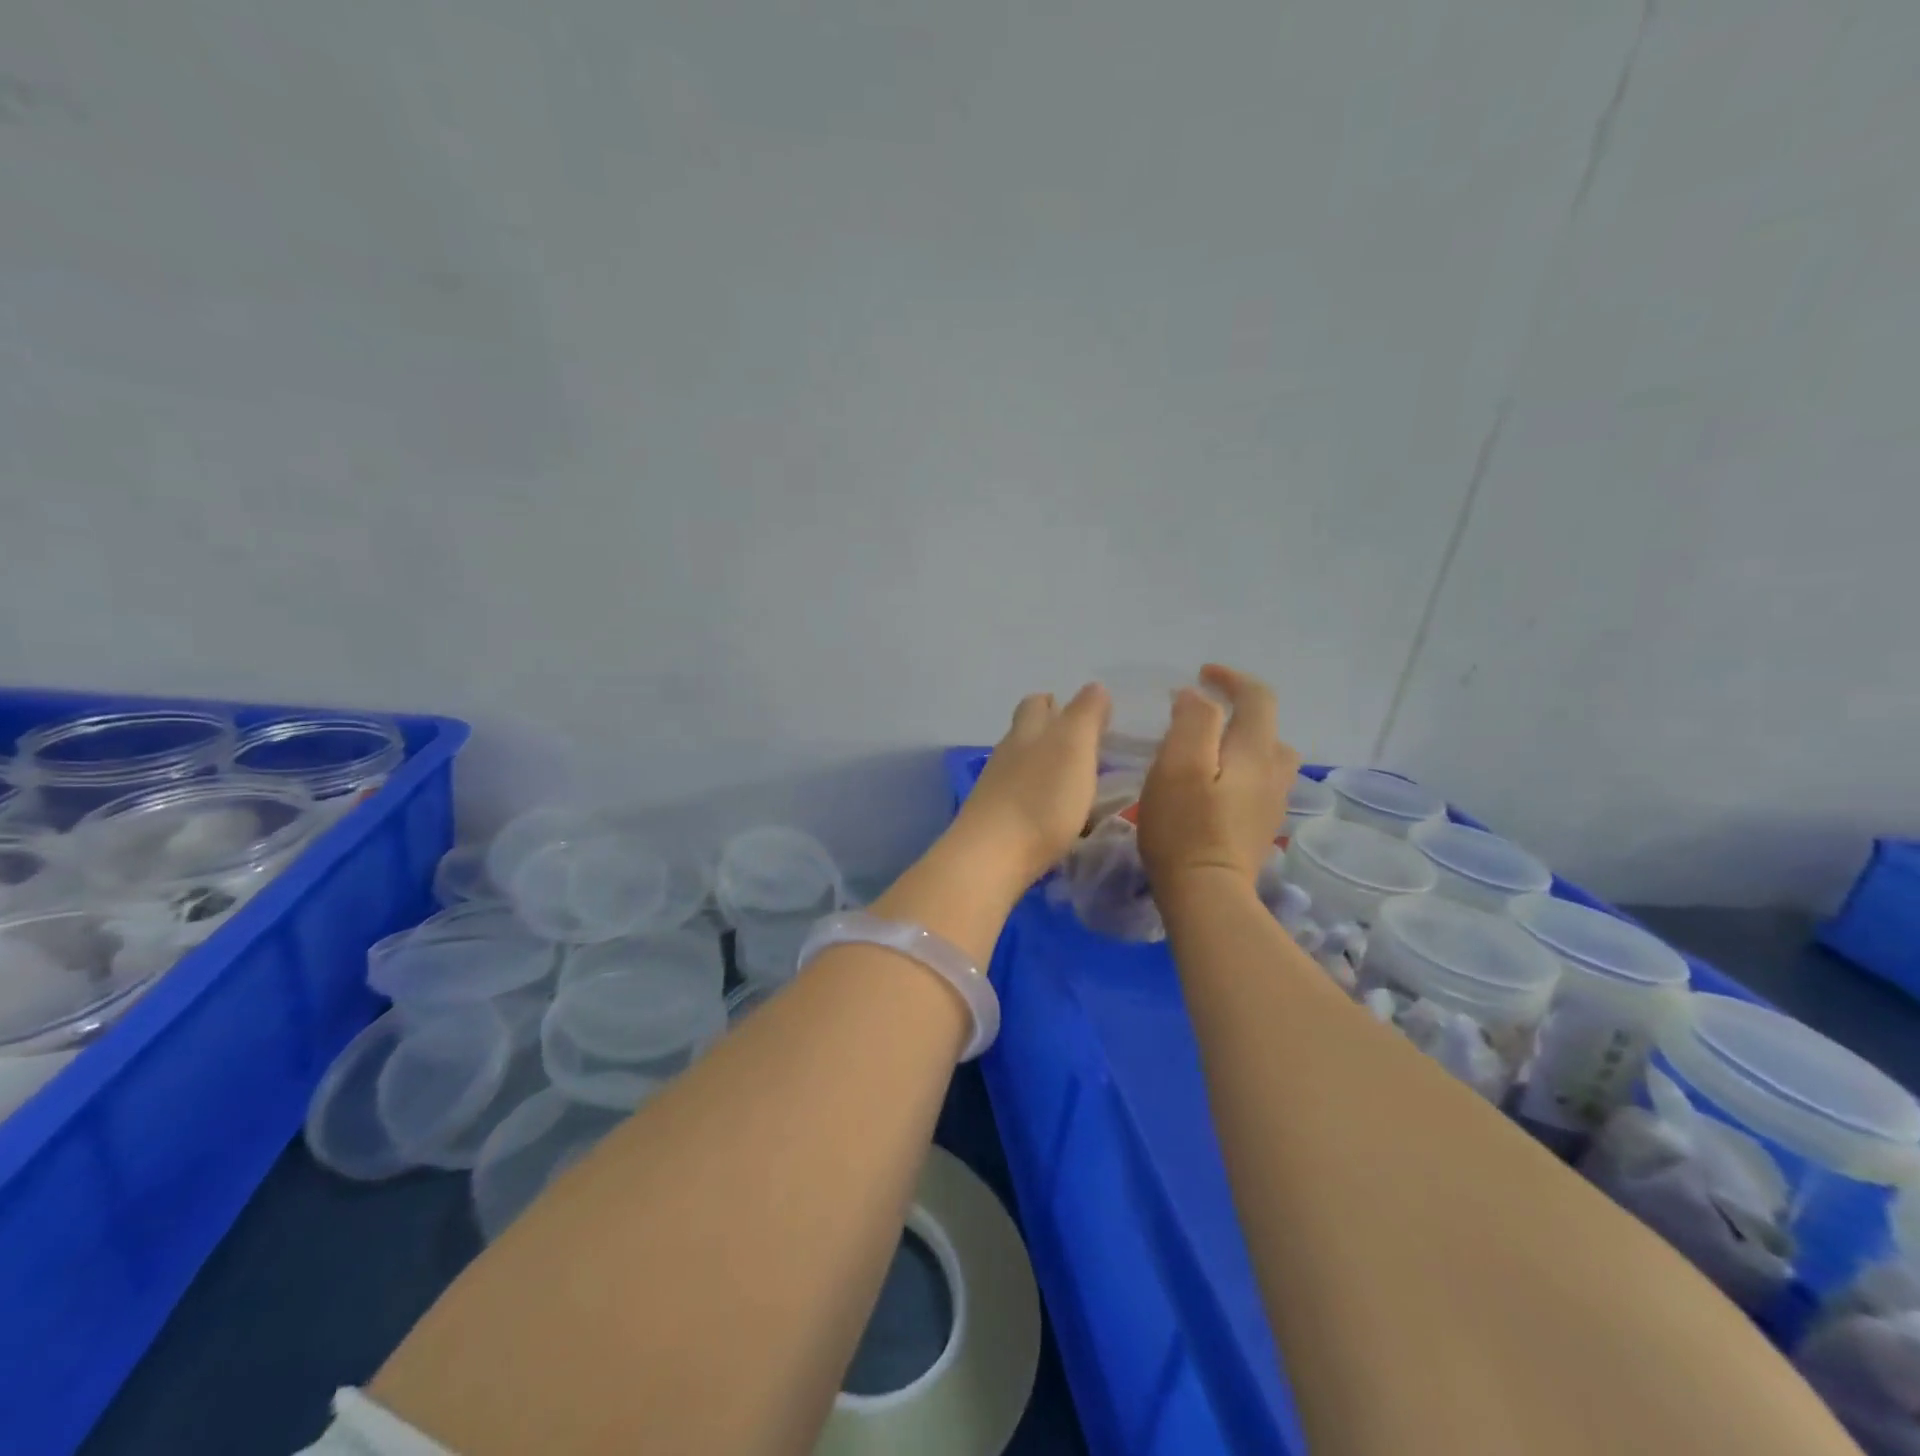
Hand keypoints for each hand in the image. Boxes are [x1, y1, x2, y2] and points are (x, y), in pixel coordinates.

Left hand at [949, 684, 1110, 892]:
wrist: (992, 857)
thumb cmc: (1041, 799)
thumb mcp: (1074, 747)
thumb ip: (1086, 715)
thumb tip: (1094, 688)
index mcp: (1027, 731)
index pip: (1038, 704)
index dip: (1059, 704)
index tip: (1086, 718)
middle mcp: (1007, 754)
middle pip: (1025, 733)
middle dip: (1048, 733)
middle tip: (1082, 749)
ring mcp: (995, 788)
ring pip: (1020, 766)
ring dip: (1044, 768)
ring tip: (1073, 783)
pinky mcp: (994, 821)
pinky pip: (1018, 798)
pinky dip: (1036, 798)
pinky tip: (1052, 814)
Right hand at [1138, 665, 1300, 898]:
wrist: (1207, 894)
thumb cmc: (1185, 826)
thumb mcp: (1177, 764)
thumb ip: (1192, 721)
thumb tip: (1196, 697)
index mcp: (1255, 751)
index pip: (1258, 697)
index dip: (1232, 678)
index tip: (1202, 674)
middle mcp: (1274, 773)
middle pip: (1268, 728)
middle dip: (1239, 712)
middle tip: (1200, 716)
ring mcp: (1272, 804)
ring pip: (1267, 759)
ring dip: (1242, 743)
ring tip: (1209, 751)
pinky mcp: (1260, 828)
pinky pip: (1258, 784)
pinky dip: (1240, 772)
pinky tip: (1214, 788)